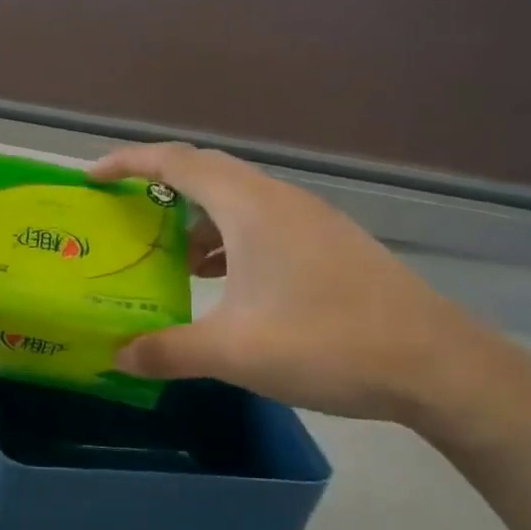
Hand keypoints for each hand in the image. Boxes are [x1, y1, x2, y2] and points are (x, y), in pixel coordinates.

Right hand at [91, 144, 503, 422]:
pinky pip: (261, 224)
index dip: (128, 162)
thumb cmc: (328, 343)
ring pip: (235, 200)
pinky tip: (219, 280)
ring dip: (194, 219)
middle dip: (156, 187)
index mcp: (252, 208)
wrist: (440, 367)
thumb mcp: (233, 352)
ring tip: (166, 257)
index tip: (91, 178)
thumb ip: (166, 351)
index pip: (177, 162)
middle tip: (120, 214)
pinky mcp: (328, 245)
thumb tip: (117, 357)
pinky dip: (226, 239)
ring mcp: (310, 221)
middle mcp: (280, 201)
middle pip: (205, 172)